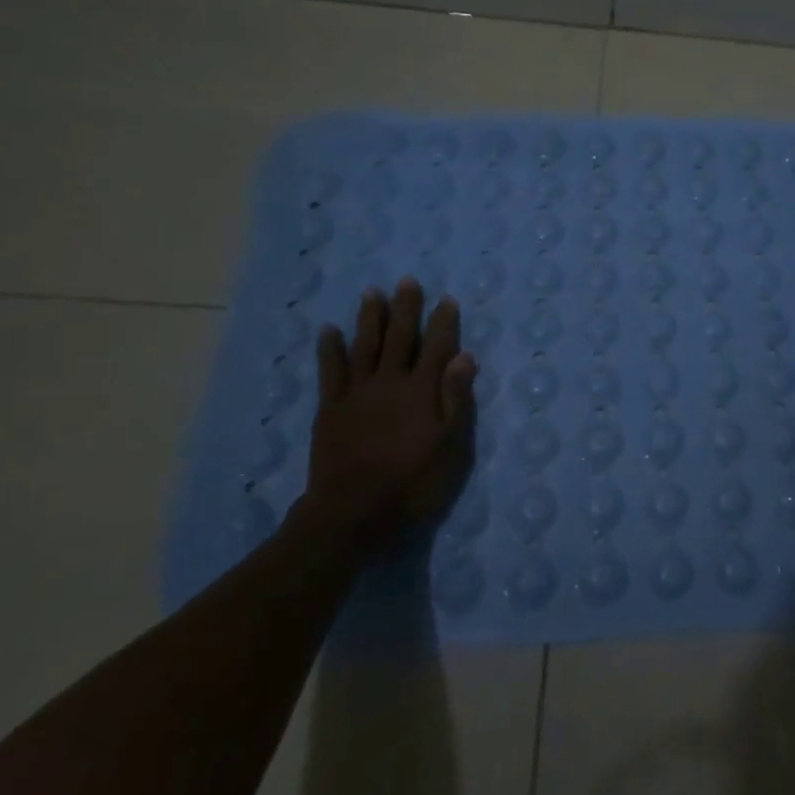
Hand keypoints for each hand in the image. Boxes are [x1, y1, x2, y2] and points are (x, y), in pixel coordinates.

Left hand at [299, 279, 476, 552]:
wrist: (353, 513)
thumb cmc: (412, 483)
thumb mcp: (450, 447)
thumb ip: (456, 400)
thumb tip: (464, 356)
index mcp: (422, 391)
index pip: (436, 347)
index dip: (442, 322)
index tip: (446, 299)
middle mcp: (390, 382)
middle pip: (400, 338)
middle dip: (405, 309)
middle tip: (407, 281)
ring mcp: (357, 393)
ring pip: (365, 345)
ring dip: (370, 318)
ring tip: (372, 292)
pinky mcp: (331, 407)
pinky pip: (331, 371)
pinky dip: (330, 349)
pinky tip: (329, 330)